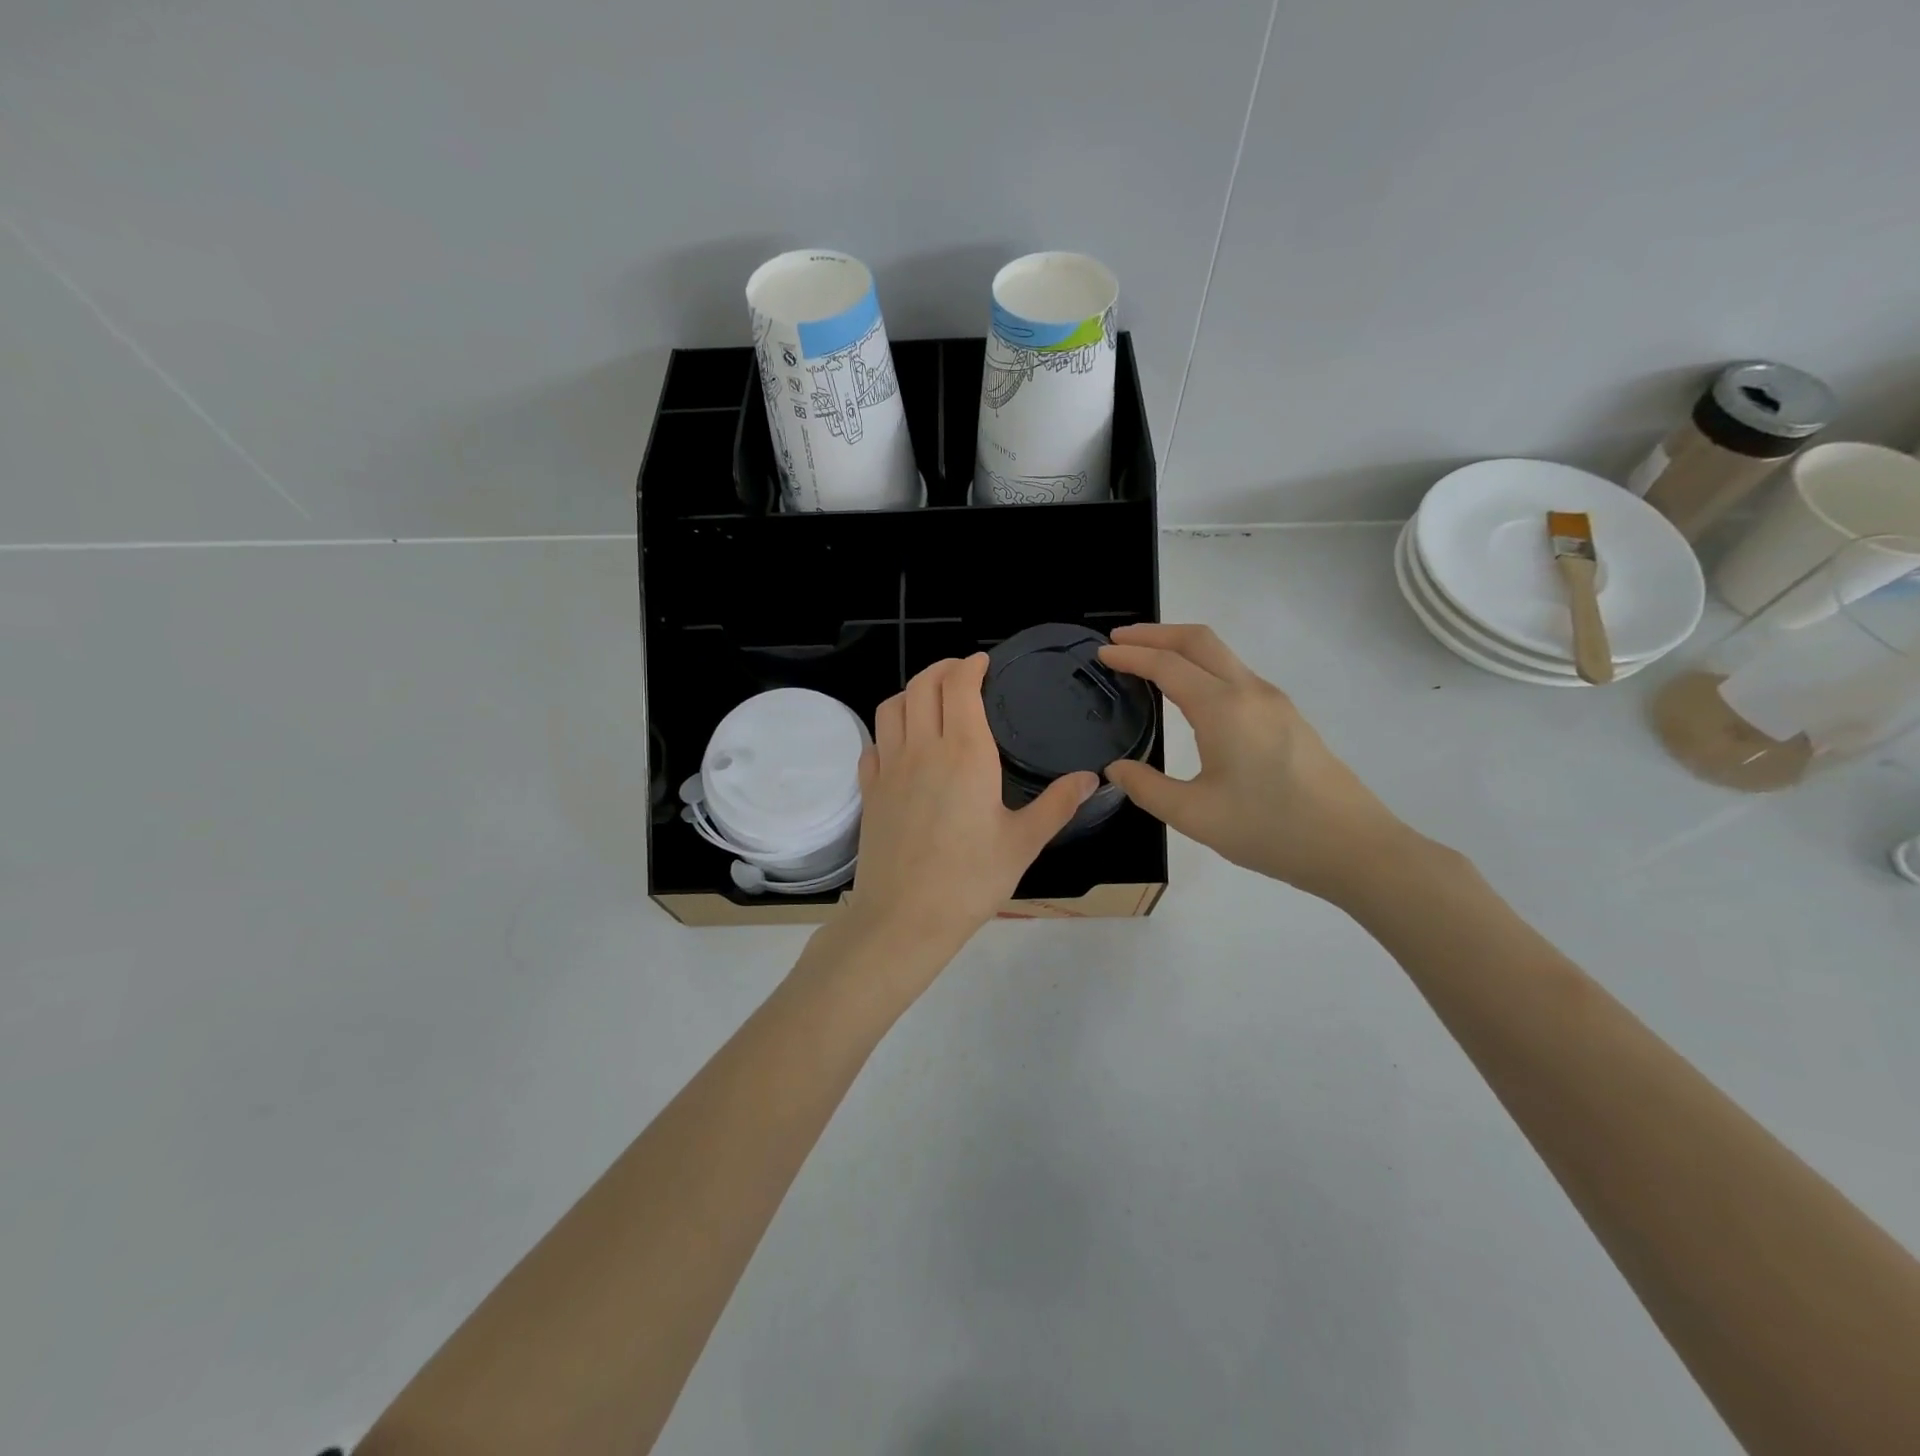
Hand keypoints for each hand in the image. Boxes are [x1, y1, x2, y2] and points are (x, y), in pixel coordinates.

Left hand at [844, 654, 1096, 962]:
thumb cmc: (970, 881)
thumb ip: (1058, 804)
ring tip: (931, 699)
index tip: (983, 663)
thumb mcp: (1024, 843)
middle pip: (922, 685)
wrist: (904, 918)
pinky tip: (902, 746)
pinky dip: (889, 730)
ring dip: (911, 691)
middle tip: (962, 673)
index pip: (959, 686)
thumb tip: (1092, 778)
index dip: (970, 666)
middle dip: (942, 669)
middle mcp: (923, 749)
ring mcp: (889, 768)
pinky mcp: (870, 791)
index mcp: (965, 753)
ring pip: (892, 707)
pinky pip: (874, 743)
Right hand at [1098, 624, 1415, 902]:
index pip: (1167, 665)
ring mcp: (1274, 701)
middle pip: (1198, 640)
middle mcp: (1250, 691)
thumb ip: (1147, 788)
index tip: (1100, 654)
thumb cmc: (1270, 830)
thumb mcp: (1195, 815)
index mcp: (1223, 708)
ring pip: (1221, 655)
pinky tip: (1189, 692)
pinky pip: (1235, 674)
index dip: (1130, 656)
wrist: (1353, 847)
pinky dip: (1202, 667)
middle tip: (1119, 640)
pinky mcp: (1287, 717)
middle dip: (1155, 633)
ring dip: (1181, 647)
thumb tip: (1116, 769)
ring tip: (1147, 661)